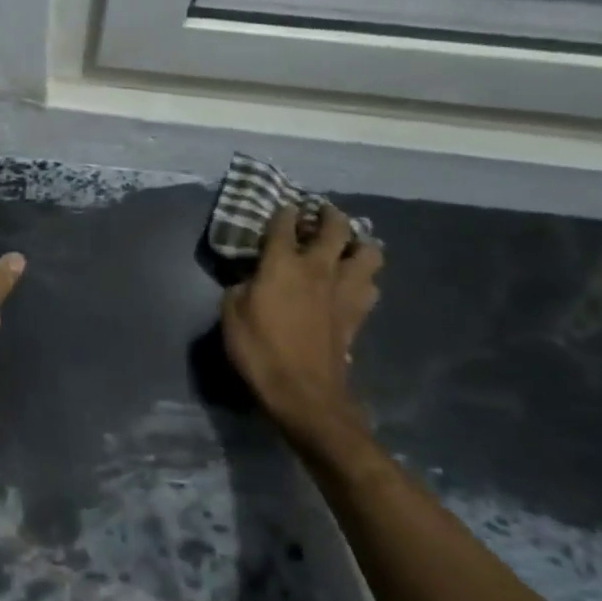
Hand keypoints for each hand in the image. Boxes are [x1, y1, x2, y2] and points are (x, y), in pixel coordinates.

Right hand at [220, 204, 382, 449]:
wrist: (303, 393)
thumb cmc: (259, 350)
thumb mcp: (231, 313)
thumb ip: (240, 286)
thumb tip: (251, 278)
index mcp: (282, 263)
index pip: (283, 223)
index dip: (282, 211)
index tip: (281, 207)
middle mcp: (317, 268)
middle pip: (336, 227)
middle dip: (329, 214)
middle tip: (320, 213)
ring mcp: (343, 290)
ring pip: (368, 252)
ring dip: (360, 243)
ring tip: (347, 245)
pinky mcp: (357, 314)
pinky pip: (370, 285)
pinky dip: (364, 277)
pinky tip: (353, 282)